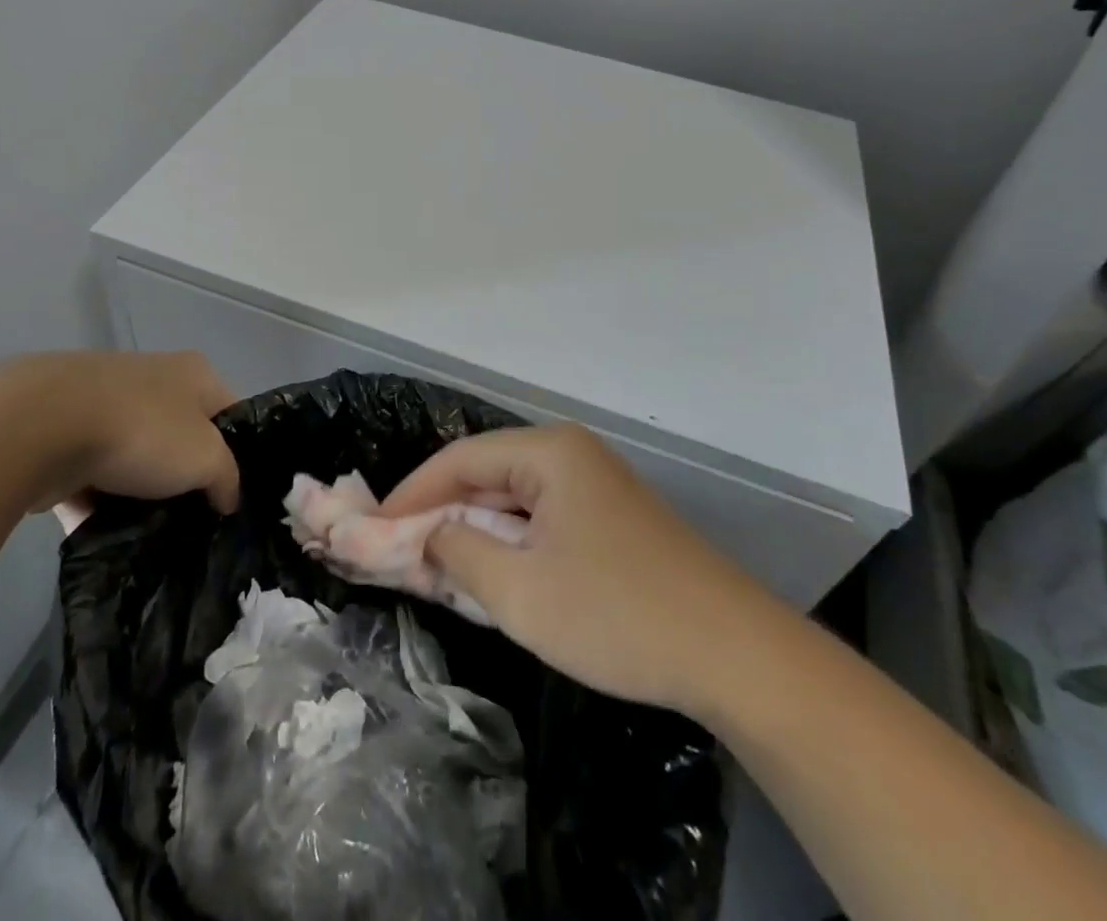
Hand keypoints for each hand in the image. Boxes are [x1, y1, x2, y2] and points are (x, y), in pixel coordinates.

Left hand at [0, 351, 239, 518]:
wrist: (39, 426)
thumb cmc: (142, 431)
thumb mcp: (206, 458)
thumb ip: (226, 478)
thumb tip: (227, 497)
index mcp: (195, 373)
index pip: (231, 413)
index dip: (238, 453)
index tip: (232, 496)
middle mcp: (154, 378)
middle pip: (181, 435)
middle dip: (184, 478)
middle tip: (191, 520)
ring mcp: (104, 402)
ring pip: (134, 456)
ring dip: (138, 493)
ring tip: (146, 534)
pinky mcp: (62, 430)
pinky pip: (90, 473)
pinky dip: (95, 501)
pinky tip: (102, 535)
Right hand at [379, 425, 756, 714]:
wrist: (736, 655)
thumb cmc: (618, 615)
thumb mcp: (520, 592)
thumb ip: (457, 553)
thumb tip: (425, 535)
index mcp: (549, 452)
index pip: (459, 459)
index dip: (410, 494)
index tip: (370, 530)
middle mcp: (570, 454)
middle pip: (485, 473)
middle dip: (439, 512)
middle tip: (395, 551)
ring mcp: (595, 485)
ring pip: (512, 498)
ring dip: (472, 530)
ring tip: (431, 564)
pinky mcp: (610, 518)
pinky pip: (540, 518)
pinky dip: (507, 542)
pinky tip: (489, 572)